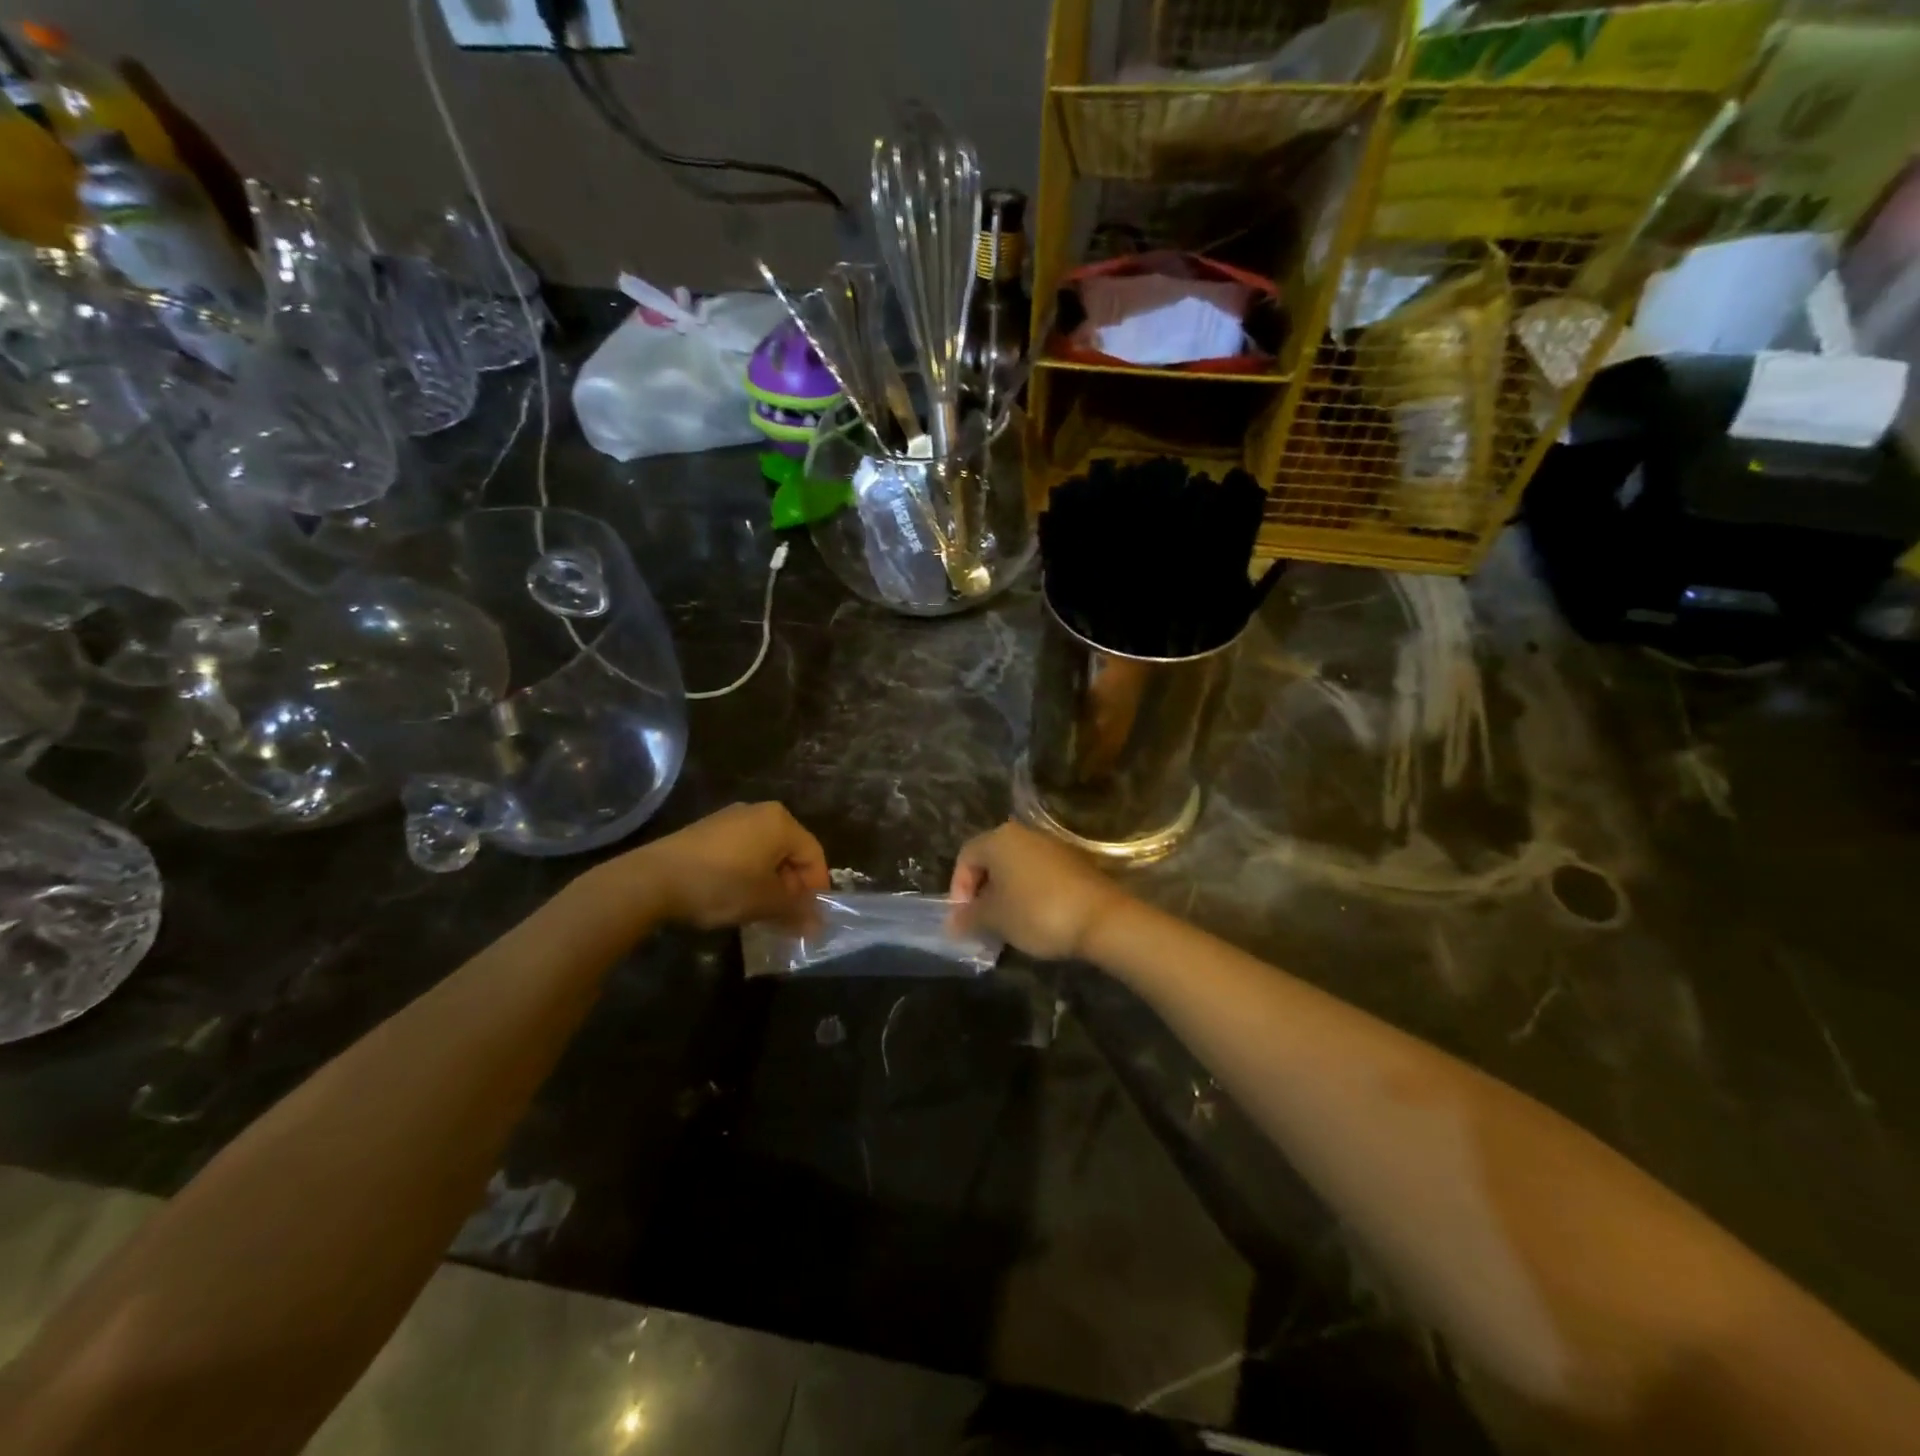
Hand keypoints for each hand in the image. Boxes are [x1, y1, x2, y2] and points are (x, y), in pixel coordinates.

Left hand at [623, 802, 829, 929]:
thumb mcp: (764, 903)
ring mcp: (730, 818)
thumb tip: (817, 925)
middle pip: (790, 852)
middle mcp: (759, 812)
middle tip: (787, 918)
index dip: (816, 889)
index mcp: (781, 821)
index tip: (810, 918)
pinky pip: (741, 851)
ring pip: (765, 853)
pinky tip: (736, 898)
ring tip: (761, 912)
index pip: (814, 855)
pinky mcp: (706, 831)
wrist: (652, 880)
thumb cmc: (721, 885)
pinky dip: (747, 874)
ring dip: (770, 883)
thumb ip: (796, 911)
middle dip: (792, 887)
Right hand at [948, 822, 1127, 960]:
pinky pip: (1039, 874)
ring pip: (1016, 868)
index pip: (965, 857)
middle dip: (982, 892)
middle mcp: (1024, 834)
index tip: (963, 918)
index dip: (958, 888)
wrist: (1101, 918)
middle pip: (991, 860)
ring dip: (1006, 894)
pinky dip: (1029, 893)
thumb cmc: (1037, 912)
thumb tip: (952, 923)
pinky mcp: (1074, 862)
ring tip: (1007, 925)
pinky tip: (1034, 919)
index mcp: (999, 839)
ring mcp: (1052, 846)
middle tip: (982, 922)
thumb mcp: (995, 919)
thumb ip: (969, 917)